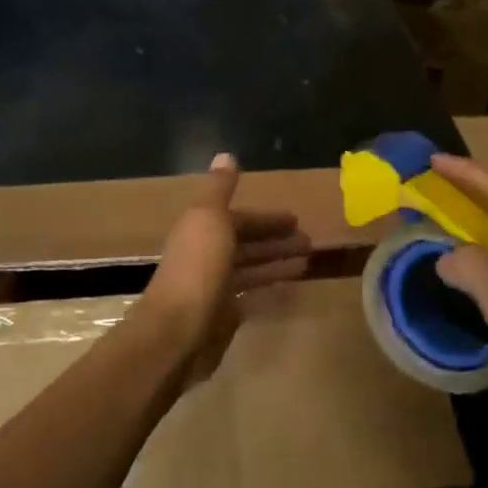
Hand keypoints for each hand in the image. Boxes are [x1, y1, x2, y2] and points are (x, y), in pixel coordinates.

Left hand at [137, 153, 311, 384]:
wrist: (177, 331)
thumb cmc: (197, 269)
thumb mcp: (208, 218)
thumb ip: (219, 189)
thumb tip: (225, 155)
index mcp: (201, 230)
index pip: (239, 220)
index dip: (266, 219)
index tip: (296, 219)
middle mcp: (206, 256)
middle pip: (246, 244)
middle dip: (276, 241)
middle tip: (309, 242)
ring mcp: (214, 288)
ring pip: (251, 270)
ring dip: (277, 263)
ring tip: (307, 261)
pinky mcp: (222, 317)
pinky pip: (250, 296)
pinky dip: (268, 289)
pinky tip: (289, 288)